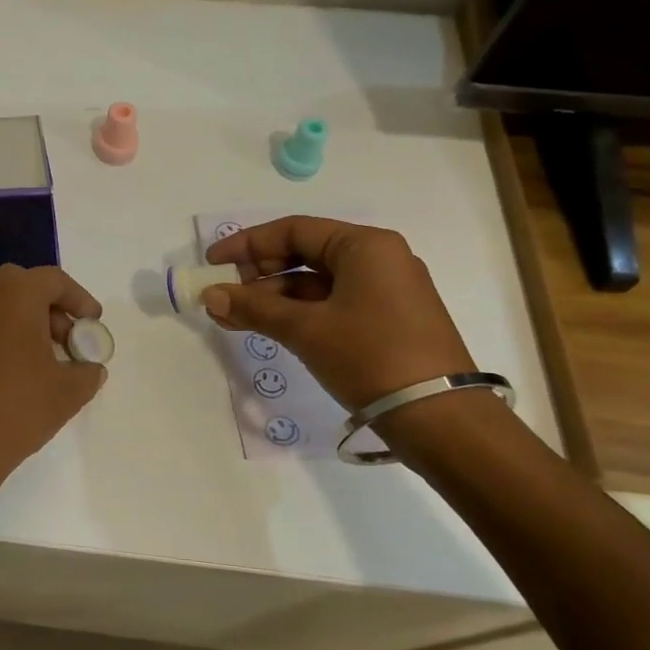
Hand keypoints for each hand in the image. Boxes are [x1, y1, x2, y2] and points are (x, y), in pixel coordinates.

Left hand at [0, 265, 106, 481]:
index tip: (93, 323)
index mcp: (15, 293)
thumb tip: (90, 369)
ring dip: (26, 323)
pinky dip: (4, 338)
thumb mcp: (67, 392)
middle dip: (50, 309)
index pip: (54, 280)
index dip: (79, 299)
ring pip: (0, 307)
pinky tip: (18, 375)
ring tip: (47, 361)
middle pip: (23, 287)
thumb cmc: (16, 407)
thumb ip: (87, 373)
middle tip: (69, 340)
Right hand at [200, 216, 473, 409]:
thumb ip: (254, 307)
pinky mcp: (387, 320)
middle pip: (304, 254)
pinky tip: (267, 328)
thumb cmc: (370, 357)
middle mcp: (379, 259)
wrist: (441, 419)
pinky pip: (331, 305)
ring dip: (273, 298)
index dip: (247, 245)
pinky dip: (297, 314)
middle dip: (258, 274)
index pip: (294, 231)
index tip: (213, 264)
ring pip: (315, 283)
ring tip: (233, 319)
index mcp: (365, 246)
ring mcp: (385, 291)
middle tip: (224, 295)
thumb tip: (209, 296)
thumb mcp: (306, 329)